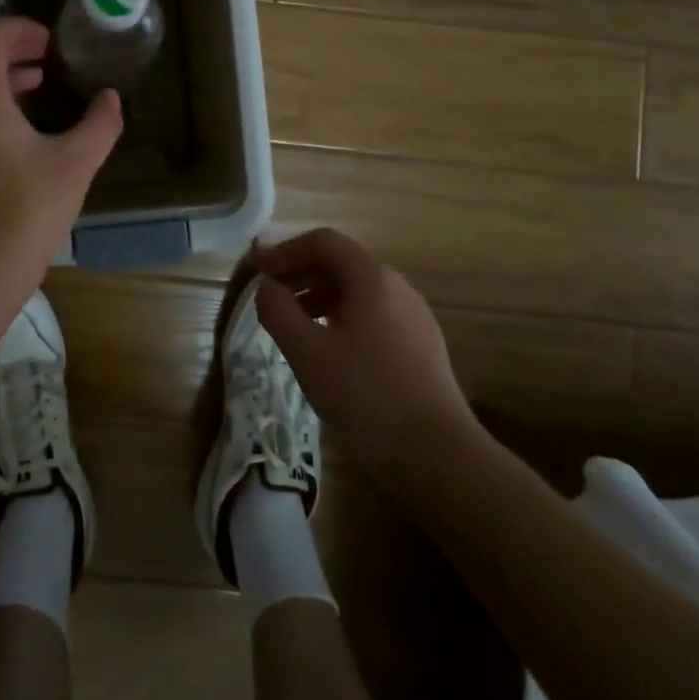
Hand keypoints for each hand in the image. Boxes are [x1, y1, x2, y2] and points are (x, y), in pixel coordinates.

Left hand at [0, 15, 123, 303]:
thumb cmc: (24, 215)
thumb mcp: (75, 166)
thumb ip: (99, 124)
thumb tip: (110, 98)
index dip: (20, 28)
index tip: (51, 43)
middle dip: (13, 51)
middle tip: (50, 61)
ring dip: (1, 80)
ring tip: (38, 89)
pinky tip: (19, 135)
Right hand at [253, 228, 484, 478]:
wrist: (438, 457)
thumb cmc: (366, 396)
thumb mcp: (307, 352)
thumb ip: (278, 311)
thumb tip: (267, 287)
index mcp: (372, 278)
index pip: (324, 241)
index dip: (287, 249)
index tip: (260, 269)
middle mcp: (397, 287)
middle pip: (342, 262)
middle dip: (302, 272)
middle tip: (271, 295)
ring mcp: (414, 317)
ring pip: (359, 290)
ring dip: (320, 294)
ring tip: (294, 322)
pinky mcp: (421, 346)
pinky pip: (374, 313)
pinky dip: (342, 315)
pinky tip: (329, 348)